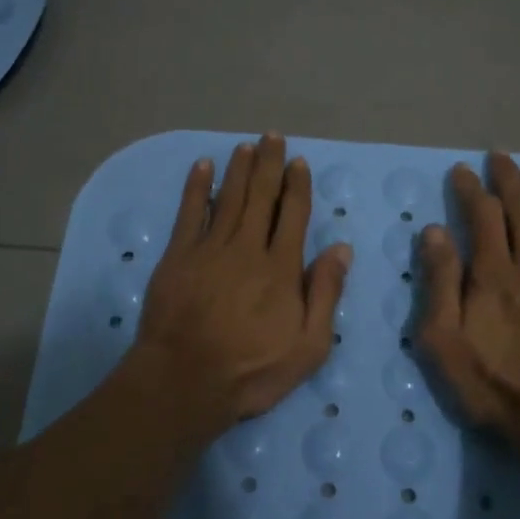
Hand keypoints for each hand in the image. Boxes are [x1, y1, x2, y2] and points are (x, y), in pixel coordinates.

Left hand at [133, 134, 351, 432]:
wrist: (184, 381)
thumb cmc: (251, 370)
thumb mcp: (308, 346)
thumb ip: (325, 294)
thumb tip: (341, 248)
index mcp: (281, 268)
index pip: (293, 215)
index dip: (297, 186)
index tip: (299, 162)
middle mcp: (247, 248)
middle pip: (260, 197)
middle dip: (268, 165)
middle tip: (272, 137)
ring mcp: (209, 249)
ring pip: (228, 198)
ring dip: (238, 169)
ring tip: (245, 145)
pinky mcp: (178, 256)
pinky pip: (189, 213)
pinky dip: (196, 188)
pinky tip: (202, 167)